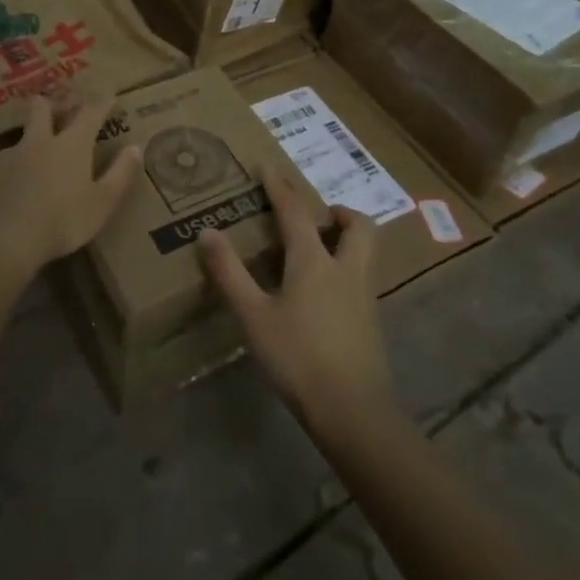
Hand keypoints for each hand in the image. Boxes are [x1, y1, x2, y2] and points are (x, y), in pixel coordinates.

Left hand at [0, 92, 142, 281]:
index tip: (109, 93)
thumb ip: (120, 173)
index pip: (90, 113)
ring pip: (23, 136)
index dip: (101, 102)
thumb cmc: (62, 222)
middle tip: (60, 110)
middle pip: (42, 108)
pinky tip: (16, 188)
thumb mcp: (102, 203)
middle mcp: (39, 141)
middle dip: (52, 104)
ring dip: (33, 141)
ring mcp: (10, 155)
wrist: (4, 240)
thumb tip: (135, 148)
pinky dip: (15, 168)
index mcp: (71, 144)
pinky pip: (5, 162)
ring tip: (38, 160)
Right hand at [201, 167, 396, 432]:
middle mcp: (346, 269)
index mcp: (314, 261)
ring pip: (365, 252)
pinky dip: (345, 269)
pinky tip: (322, 293)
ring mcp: (364, 296)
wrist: (353, 412)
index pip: (296, 212)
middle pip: (358, 226)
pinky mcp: (371, 322)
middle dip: (339, 212)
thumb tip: (207, 232)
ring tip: (316, 250)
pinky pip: (361, 278)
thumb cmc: (298, 357)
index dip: (280, 187)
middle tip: (316, 216)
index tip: (268, 167)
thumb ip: (230, 273)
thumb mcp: (253, 316)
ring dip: (346, 239)